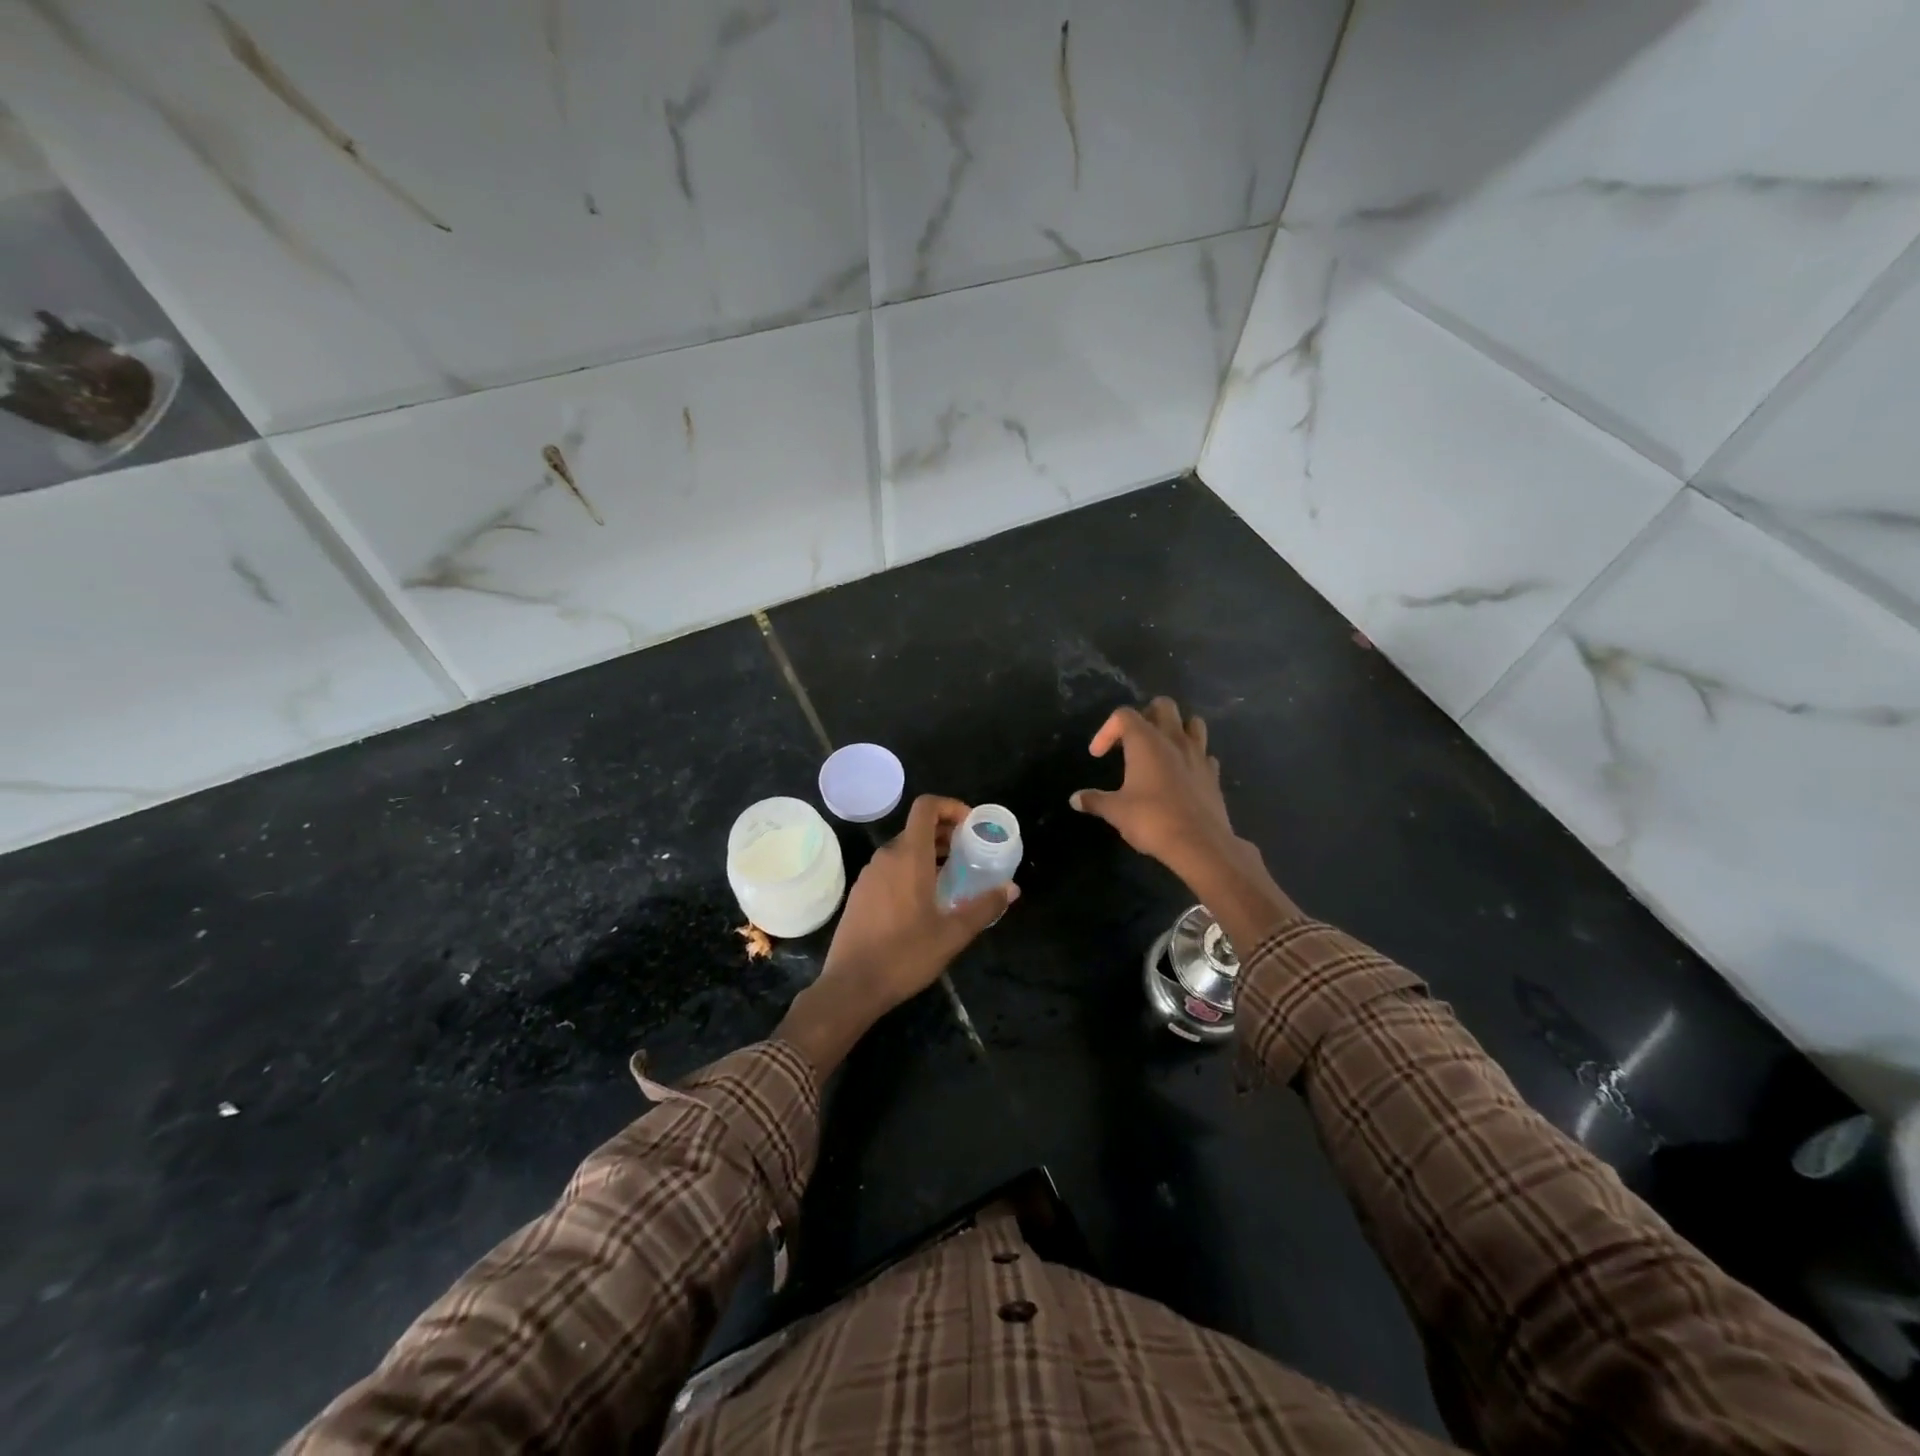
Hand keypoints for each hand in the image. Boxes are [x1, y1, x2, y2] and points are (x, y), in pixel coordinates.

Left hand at [777, 795, 1017, 1077]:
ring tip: (952, 878)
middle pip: (917, 828)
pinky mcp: (860, 893)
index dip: (951, 806)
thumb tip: (1011, 889)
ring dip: (929, 853)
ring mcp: (869, 875)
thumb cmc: (905, 955)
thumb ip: (984, 907)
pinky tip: (924, 900)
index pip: (926, 807)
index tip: (971, 826)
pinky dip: (911, 870)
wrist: (851, 986)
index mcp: (908, 856)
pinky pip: (890, 868)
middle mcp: (886, 857)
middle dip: (945, 834)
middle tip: (970, 854)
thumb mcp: (953, 933)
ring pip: (903, 849)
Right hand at [1071, 696, 1300, 947]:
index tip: (1098, 755)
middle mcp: (1174, 740)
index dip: (1106, 730)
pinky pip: (1204, 753)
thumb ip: (1095, 800)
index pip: (1124, 715)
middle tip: (1133, 740)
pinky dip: (1193, 757)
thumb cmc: (1152, 820)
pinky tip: (1183, 774)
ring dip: (1176, 729)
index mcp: (1146, 742)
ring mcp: (1198, 755)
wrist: (1199, 844)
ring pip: (1192, 723)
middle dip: (1146, 715)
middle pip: (1163, 706)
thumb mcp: (1116, 811)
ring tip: (1162, 749)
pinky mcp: (1213, 774)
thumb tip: (1075, 799)